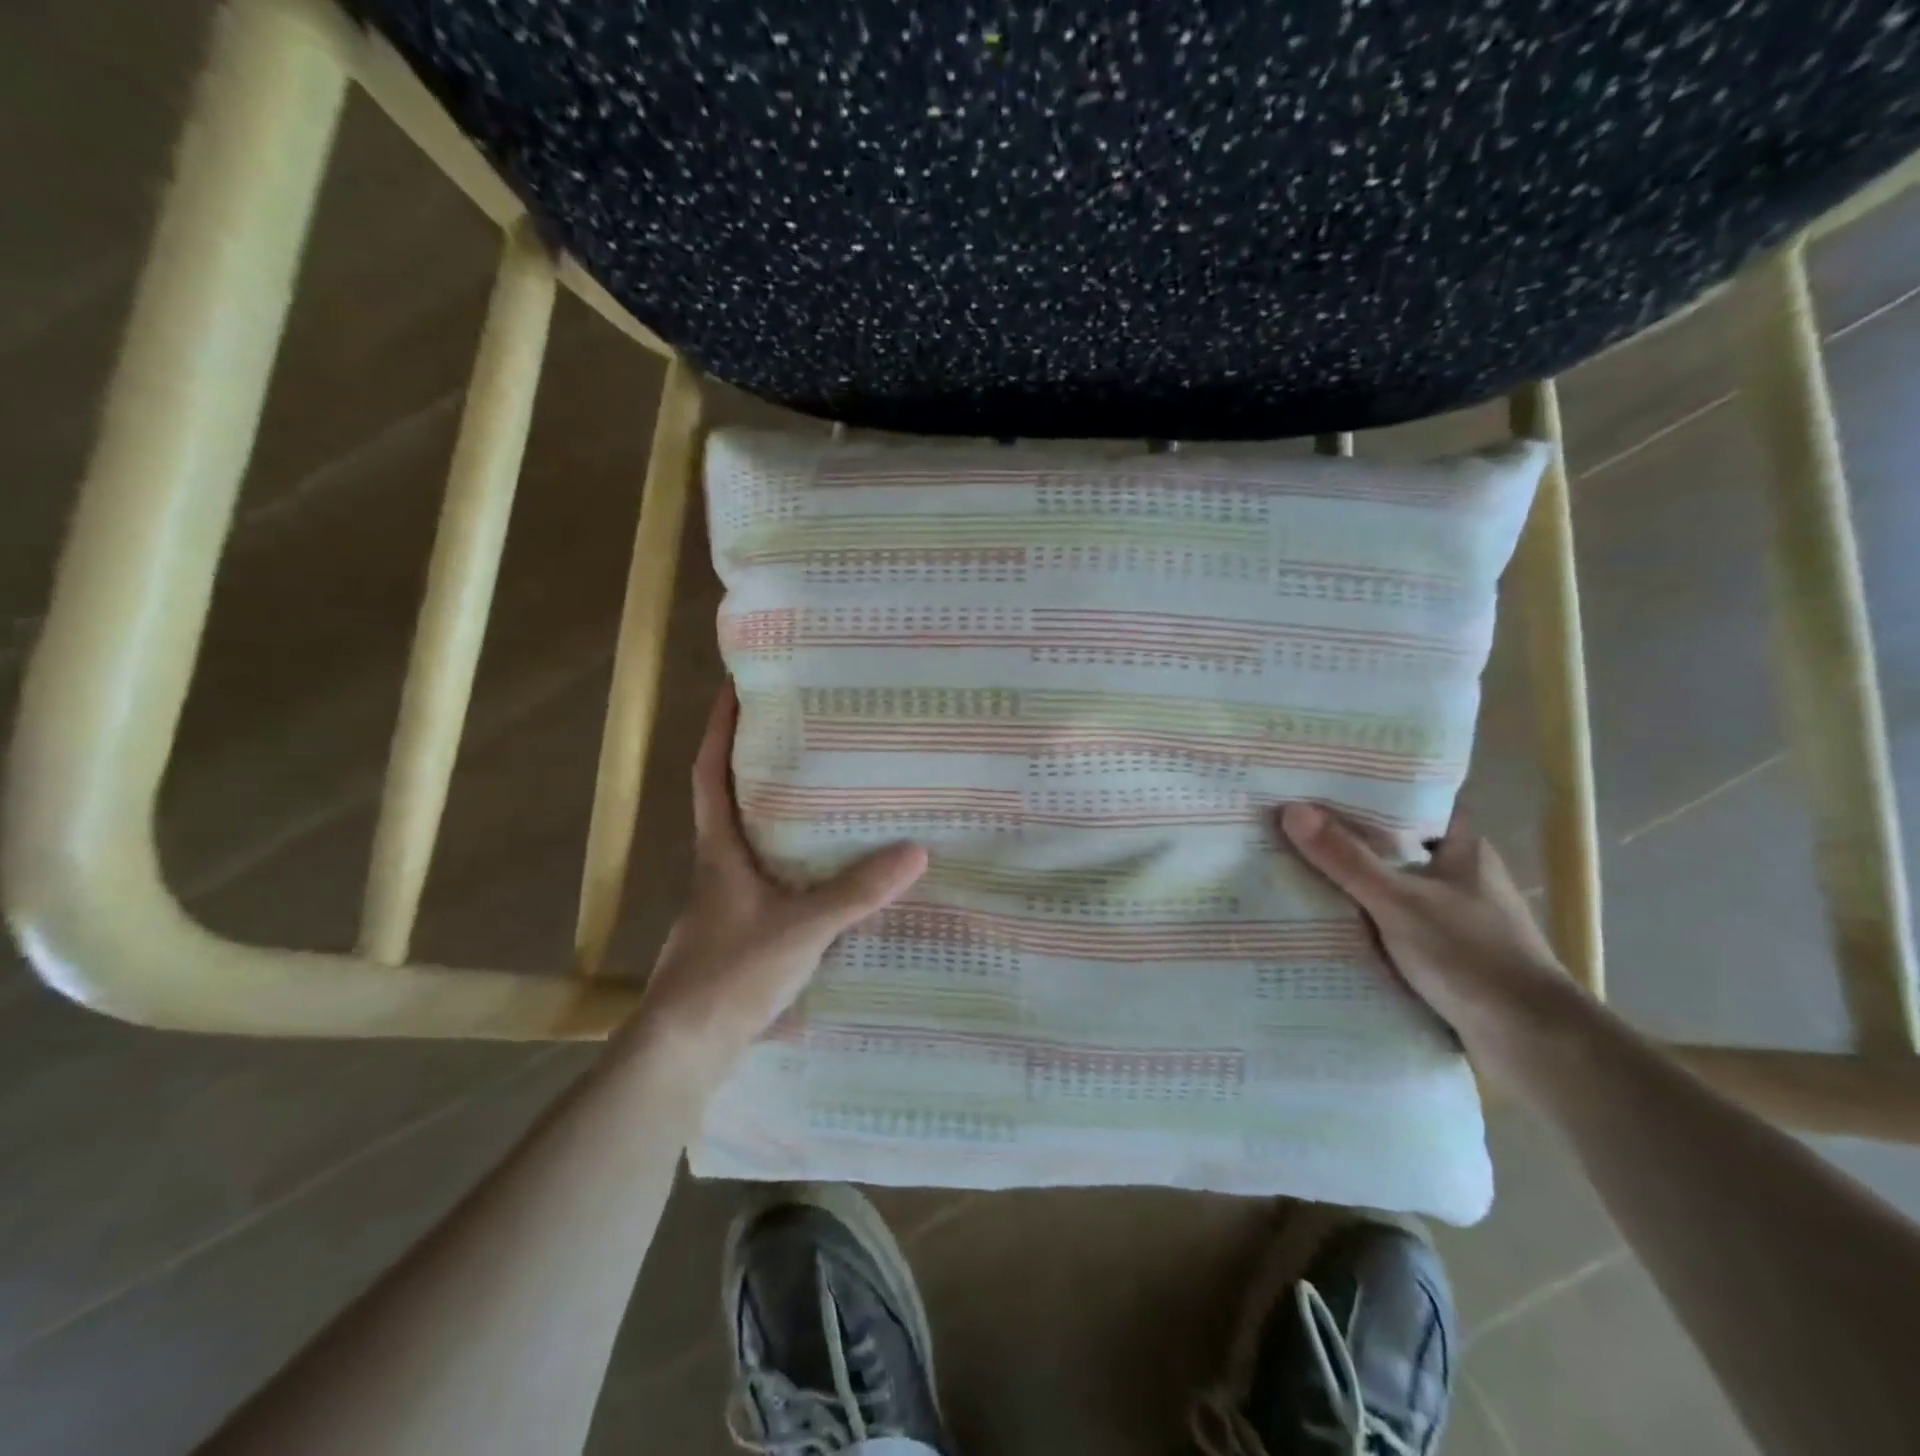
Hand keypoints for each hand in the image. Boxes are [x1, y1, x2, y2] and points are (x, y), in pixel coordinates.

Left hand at [628, 684, 926, 1079]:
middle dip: (758, 767)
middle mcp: (717, 869)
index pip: (711, 776)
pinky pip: (769, 883)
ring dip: (779, 818)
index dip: (718, 731)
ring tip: (827, 800)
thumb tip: (915, 851)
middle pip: (732, 803)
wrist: (682, 1050)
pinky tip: (827, 878)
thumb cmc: (729, 974)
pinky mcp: (737, 935)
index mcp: (720, 852)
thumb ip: (856, 892)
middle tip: (804, 737)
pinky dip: (793, 867)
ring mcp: (725, 904)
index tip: (733, 689)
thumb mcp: (801, 929)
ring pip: (753, 845)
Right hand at [1278, 802, 1586, 1086]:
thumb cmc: (1471, 956)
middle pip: (1396, 845)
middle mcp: (1461, 876)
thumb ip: (1345, 858)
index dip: (1372, 791)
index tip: (1323, 784)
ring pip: (1391, 887)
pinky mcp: (1445, 955)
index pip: (1414, 803)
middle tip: (1292, 824)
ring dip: (1351, 883)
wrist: (1532, 1043)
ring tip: (1292, 867)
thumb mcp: (1398, 901)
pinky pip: (1392, 924)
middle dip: (1348, 838)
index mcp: (1464, 849)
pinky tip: (1322, 920)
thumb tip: (1290, 809)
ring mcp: (1455, 917)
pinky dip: (1362, 921)